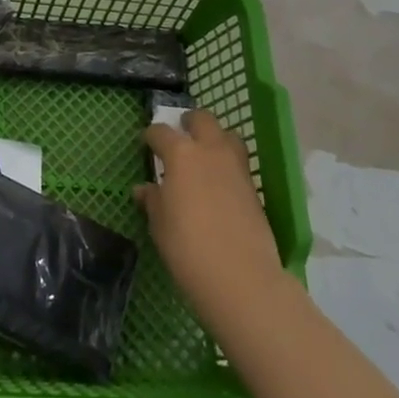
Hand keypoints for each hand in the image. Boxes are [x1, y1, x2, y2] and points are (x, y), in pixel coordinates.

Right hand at [137, 110, 286, 328]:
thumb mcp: (159, 224)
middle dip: (190, 122)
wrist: (241, 277)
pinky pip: (239, 162)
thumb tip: (144, 189)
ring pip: (227, 136)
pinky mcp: (254, 188)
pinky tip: (219, 183)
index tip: (147, 143)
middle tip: (181, 133)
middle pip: (202, 120)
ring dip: (215, 137)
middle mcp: (210, 151)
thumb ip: (152, 200)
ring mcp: (236, 167)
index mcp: (181, 154)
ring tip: (205, 154)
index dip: (152, 136)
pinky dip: (228, 163)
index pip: (161, 133)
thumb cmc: (187, 247)